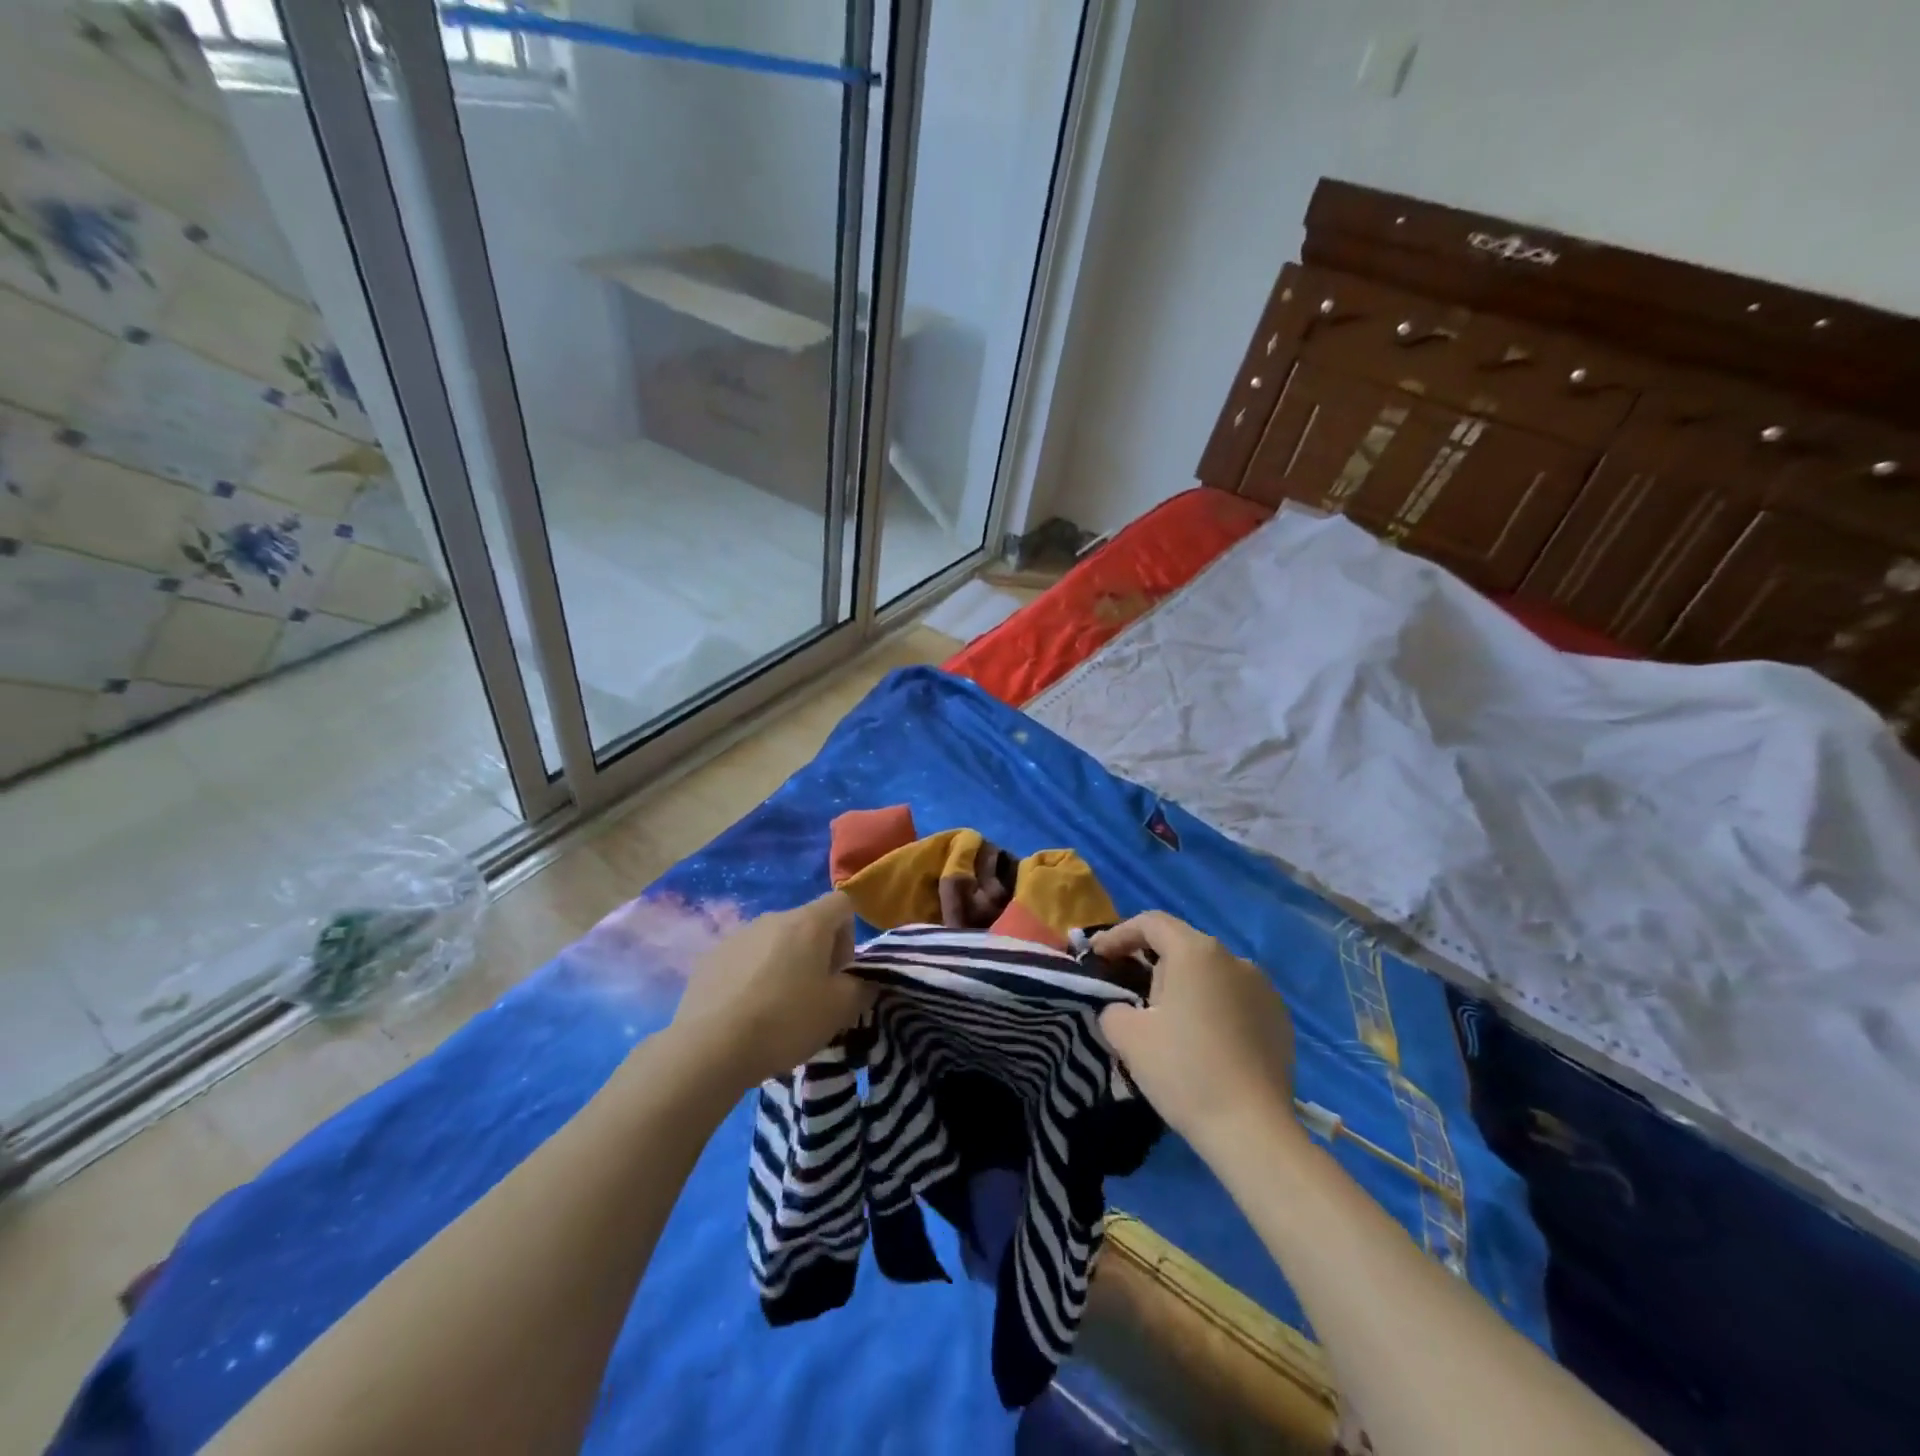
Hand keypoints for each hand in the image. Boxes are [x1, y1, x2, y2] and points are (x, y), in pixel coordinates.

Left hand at [669, 892, 873, 1090]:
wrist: (710, 1048)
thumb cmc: (785, 1021)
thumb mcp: (839, 1010)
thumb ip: (861, 988)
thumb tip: (862, 982)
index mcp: (808, 922)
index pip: (842, 903)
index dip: (849, 934)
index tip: (840, 971)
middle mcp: (772, 918)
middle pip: (806, 923)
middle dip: (816, 953)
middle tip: (813, 995)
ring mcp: (737, 935)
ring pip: (773, 942)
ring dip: (783, 964)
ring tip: (776, 1008)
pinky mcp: (710, 958)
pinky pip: (744, 959)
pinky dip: (752, 977)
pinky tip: (745, 1013)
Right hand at [1092, 912, 1296, 1152]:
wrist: (1254, 1131)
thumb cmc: (1184, 1071)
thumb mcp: (1127, 1036)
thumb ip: (1113, 1008)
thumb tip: (1124, 1009)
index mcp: (1196, 952)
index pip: (1151, 923)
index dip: (1119, 934)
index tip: (1098, 955)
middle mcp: (1234, 959)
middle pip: (1182, 947)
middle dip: (1152, 966)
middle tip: (1131, 998)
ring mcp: (1264, 989)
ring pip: (1210, 975)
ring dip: (1185, 989)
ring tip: (1169, 1025)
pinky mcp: (1280, 1020)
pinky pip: (1235, 1001)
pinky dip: (1214, 1010)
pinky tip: (1205, 1044)